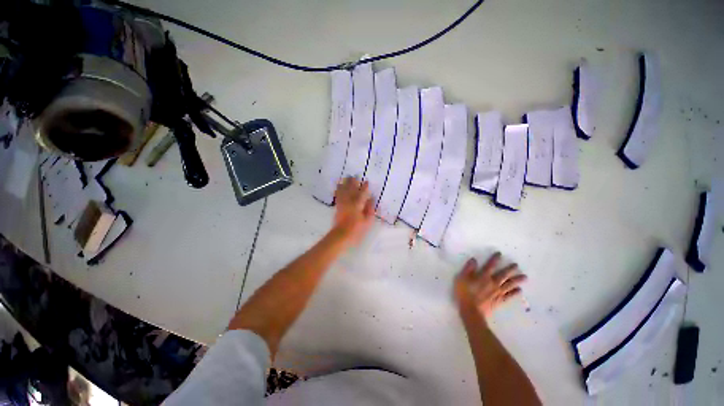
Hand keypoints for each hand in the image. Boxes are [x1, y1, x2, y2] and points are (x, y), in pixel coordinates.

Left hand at [332, 177, 374, 244]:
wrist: (341, 235)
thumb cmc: (356, 230)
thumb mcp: (367, 221)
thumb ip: (370, 209)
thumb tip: (371, 199)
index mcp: (358, 205)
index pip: (362, 193)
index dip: (365, 187)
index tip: (366, 181)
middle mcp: (349, 202)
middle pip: (351, 189)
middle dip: (353, 182)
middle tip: (354, 176)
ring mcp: (342, 204)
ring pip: (343, 191)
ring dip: (345, 184)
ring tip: (345, 178)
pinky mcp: (338, 207)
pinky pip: (338, 196)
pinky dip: (338, 190)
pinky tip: (338, 187)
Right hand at [454, 253, 526, 318]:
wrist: (471, 311)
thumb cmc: (464, 293)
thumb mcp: (461, 278)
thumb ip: (468, 269)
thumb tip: (474, 260)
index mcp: (483, 276)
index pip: (490, 265)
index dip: (495, 259)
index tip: (500, 254)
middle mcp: (492, 283)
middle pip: (503, 275)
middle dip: (510, 269)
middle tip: (516, 265)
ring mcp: (497, 292)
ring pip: (509, 285)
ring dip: (517, 280)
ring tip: (525, 277)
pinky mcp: (499, 301)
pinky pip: (509, 296)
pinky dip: (515, 293)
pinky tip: (519, 290)